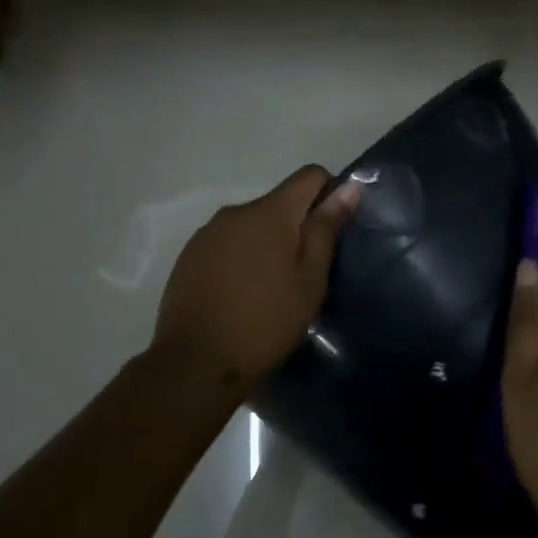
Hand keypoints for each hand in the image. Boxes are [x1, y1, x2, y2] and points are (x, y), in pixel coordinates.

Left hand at [152, 165, 361, 394]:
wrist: (197, 362)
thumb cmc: (266, 321)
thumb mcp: (310, 278)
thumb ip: (327, 228)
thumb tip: (349, 187)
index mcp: (269, 211)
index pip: (309, 175)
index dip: (329, 195)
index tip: (332, 233)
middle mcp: (235, 211)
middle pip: (279, 202)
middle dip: (297, 226)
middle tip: (305, 273)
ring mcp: (207, 233)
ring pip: (251, 225)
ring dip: (267, 243)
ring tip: (272, 288)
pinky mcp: (189, 256)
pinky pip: (227, 243)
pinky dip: (241, 258)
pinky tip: (241, 294)